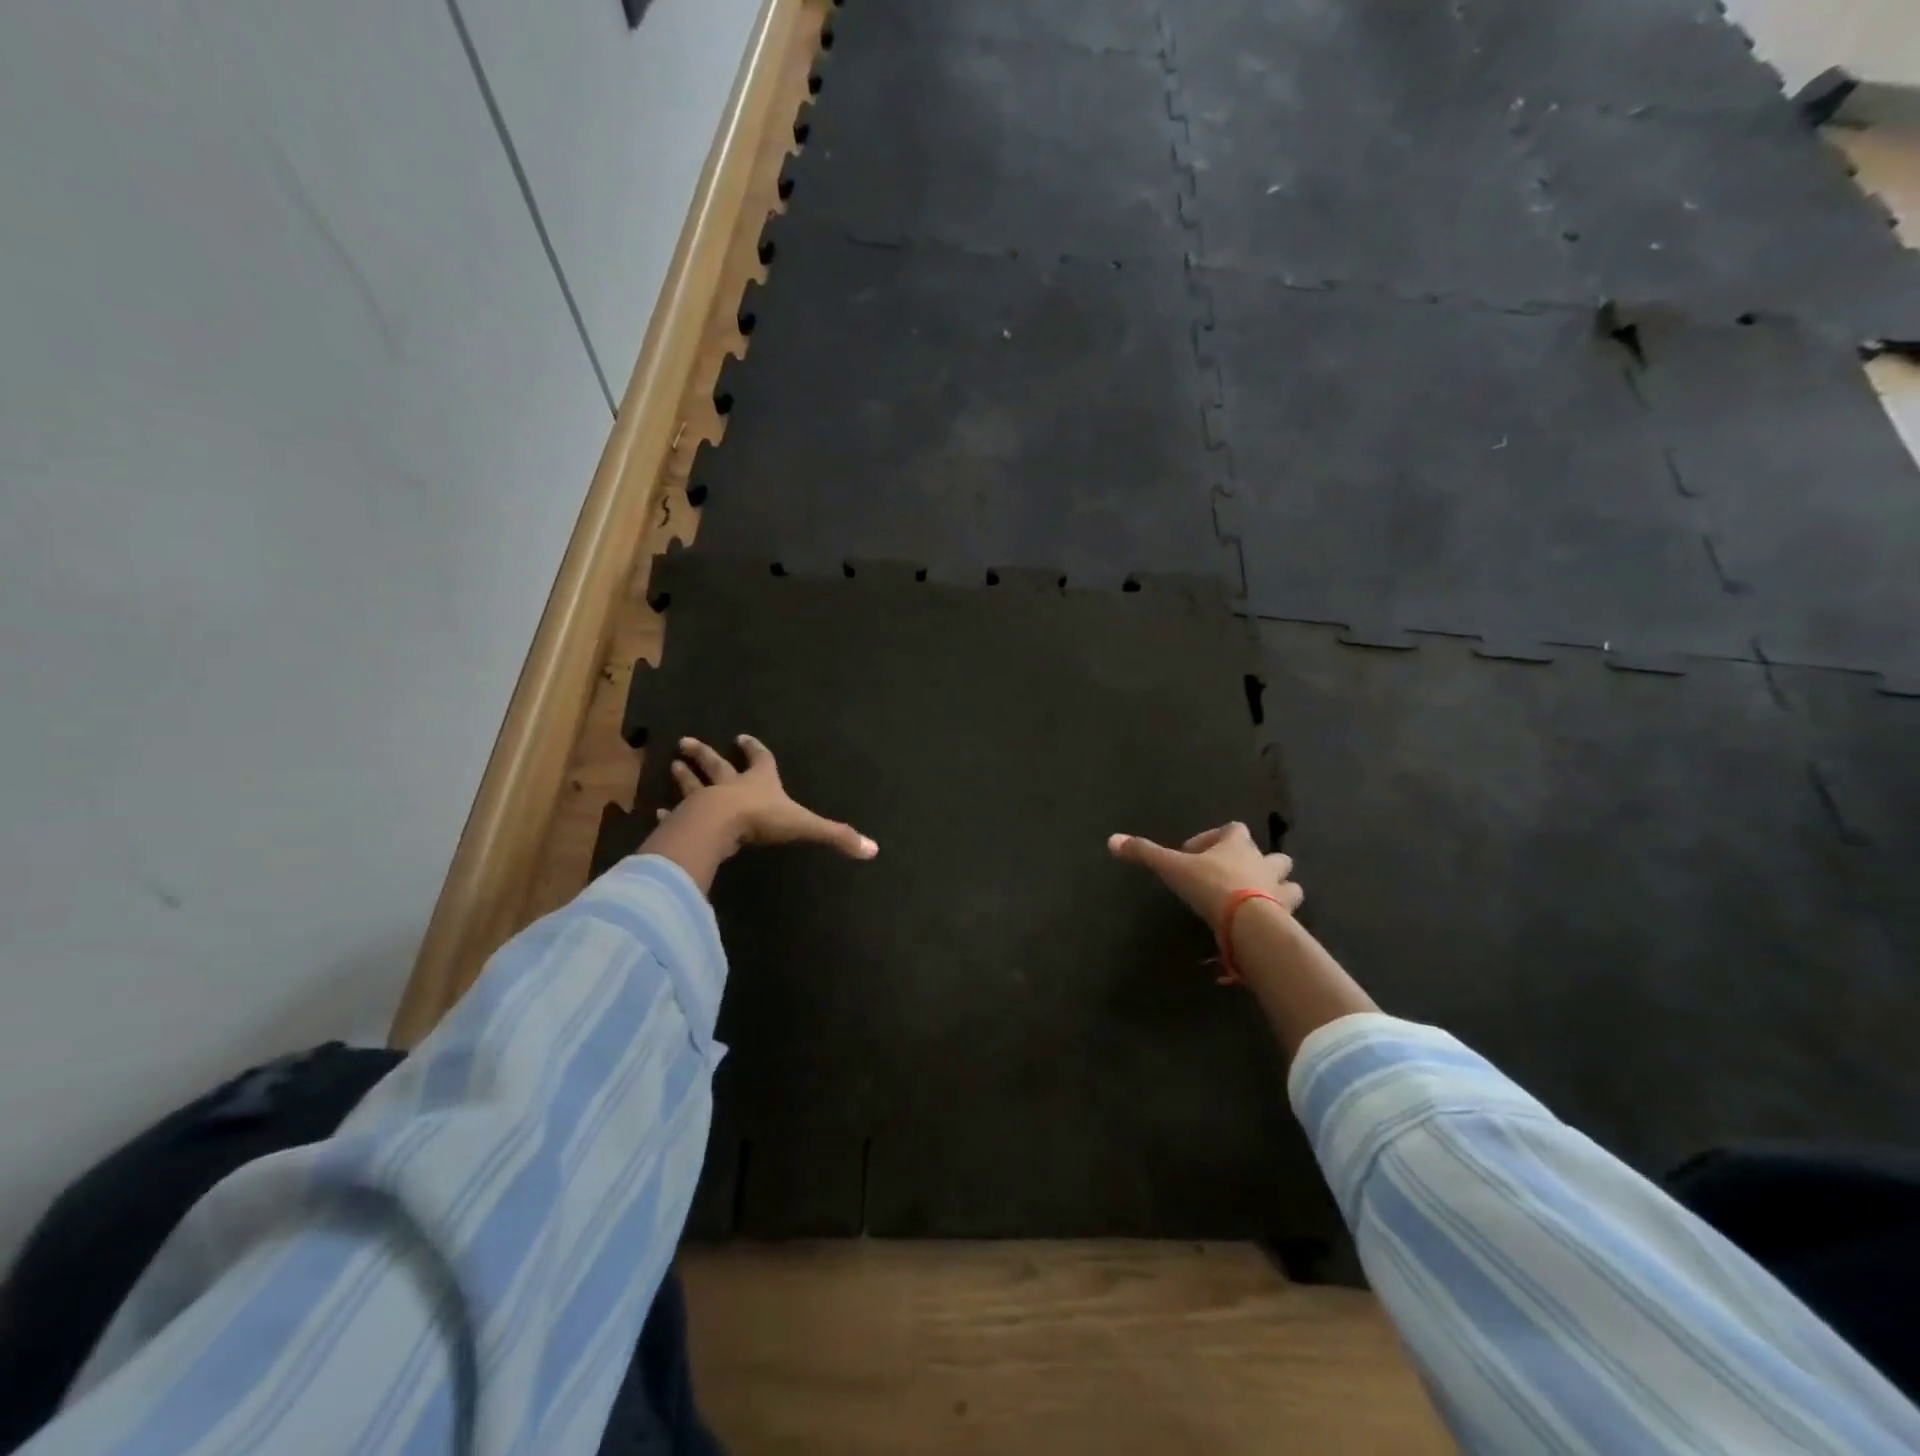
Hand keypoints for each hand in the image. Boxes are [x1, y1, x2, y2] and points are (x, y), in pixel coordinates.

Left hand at [661, 734, 876, 860]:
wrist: (720, 826)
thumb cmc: (762, 820)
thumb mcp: (804, 826)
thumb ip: (836, 836)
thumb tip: (872, 850)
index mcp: (760, 783)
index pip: (760, 761)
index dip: (755, 750)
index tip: (743, 738)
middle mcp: (731, 786)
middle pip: (717, 766)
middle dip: (706, 755)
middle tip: (686, 742)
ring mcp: (705, 801)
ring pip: (694, 784)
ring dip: (686, 775)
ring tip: (673, 763)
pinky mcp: (686, 820)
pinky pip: (676, 815)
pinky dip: (668, 813)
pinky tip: (656, 811)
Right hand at [1107, 822, 1300, 928]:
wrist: (1248, 921)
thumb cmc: (1210, 885)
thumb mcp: (1172, 867)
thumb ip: (1145, 853)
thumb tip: (1112, 840)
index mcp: (1238, 845)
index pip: (1233, 829)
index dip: (1215, 838)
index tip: (1194, 855)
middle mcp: (1264, 862)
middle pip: (1273, 855)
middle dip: (1260, 863)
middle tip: (1234, 878)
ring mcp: (1281, 891)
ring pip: (1289, 884)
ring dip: (1278, 889)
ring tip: (1256, 902)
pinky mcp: (1287, 918)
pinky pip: (1288, 916)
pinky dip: (1279, 921)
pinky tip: (1259, 931)